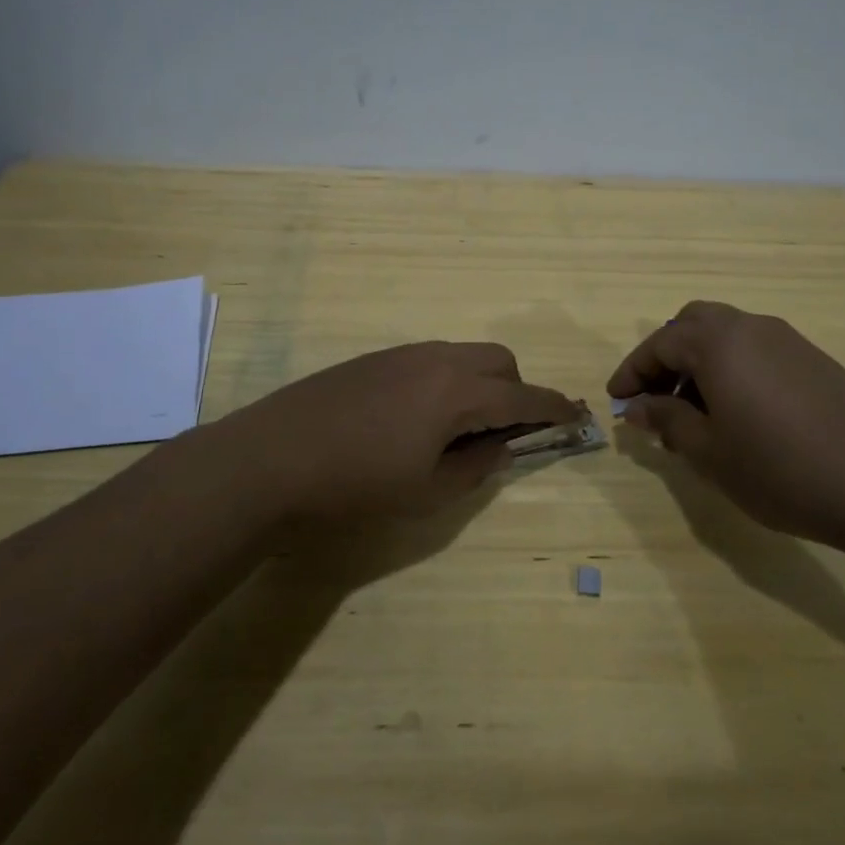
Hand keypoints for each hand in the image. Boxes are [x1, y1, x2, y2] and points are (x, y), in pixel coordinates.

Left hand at [211, 341, 579, 522]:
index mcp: (457, 392)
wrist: (269, 460)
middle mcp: (437, 360)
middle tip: (503, 434)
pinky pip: (432, 359)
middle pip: (500, 362)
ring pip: (465, 356)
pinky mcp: (375, 358)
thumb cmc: (355, 485)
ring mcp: (403, 354)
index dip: (554, 409)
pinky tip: (418, 417)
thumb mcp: (427, 491)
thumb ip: (476, 466)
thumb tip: (502, 447)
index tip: (576, 416)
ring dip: (481, 383)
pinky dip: (448, 380)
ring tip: (459, 428)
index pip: (523, 397)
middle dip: (516, 392)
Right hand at [607, 301, 844, 554]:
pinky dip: (731, 370)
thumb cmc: (780, 468)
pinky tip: (738, 415)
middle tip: (654, 398)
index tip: (615, 400)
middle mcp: (750, 327)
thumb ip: (666, 420)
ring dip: (699, 364)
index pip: (659, 343)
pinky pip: (756, 351)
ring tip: (692, 414)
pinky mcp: (814, 361)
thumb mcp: (708, 451)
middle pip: (692, 325)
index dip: (632, 372)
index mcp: (717, 342)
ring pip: (726, 336)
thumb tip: (637, 406)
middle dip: (665, 358)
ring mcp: (787, 340)